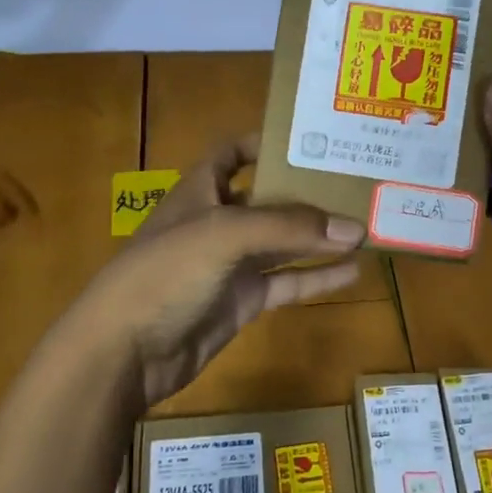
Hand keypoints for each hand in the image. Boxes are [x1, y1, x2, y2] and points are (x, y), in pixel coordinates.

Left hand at [72, 135, 364, 406]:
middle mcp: (218, 222)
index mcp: (202, 191)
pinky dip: (317, 277)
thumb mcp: (224, 235)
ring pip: (284, 242)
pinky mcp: (242, 301)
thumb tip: (355, 228)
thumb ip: (289, 228)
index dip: (265, 142)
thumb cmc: (166, 273)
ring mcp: (231, 264)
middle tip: (357, 181)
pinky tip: (352, 270)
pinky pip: (286, 282)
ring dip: (320, 235)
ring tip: (367, 224)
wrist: (124, 352)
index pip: (232, 153)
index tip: (311, 140)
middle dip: (308, 191)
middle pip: (269, 198)